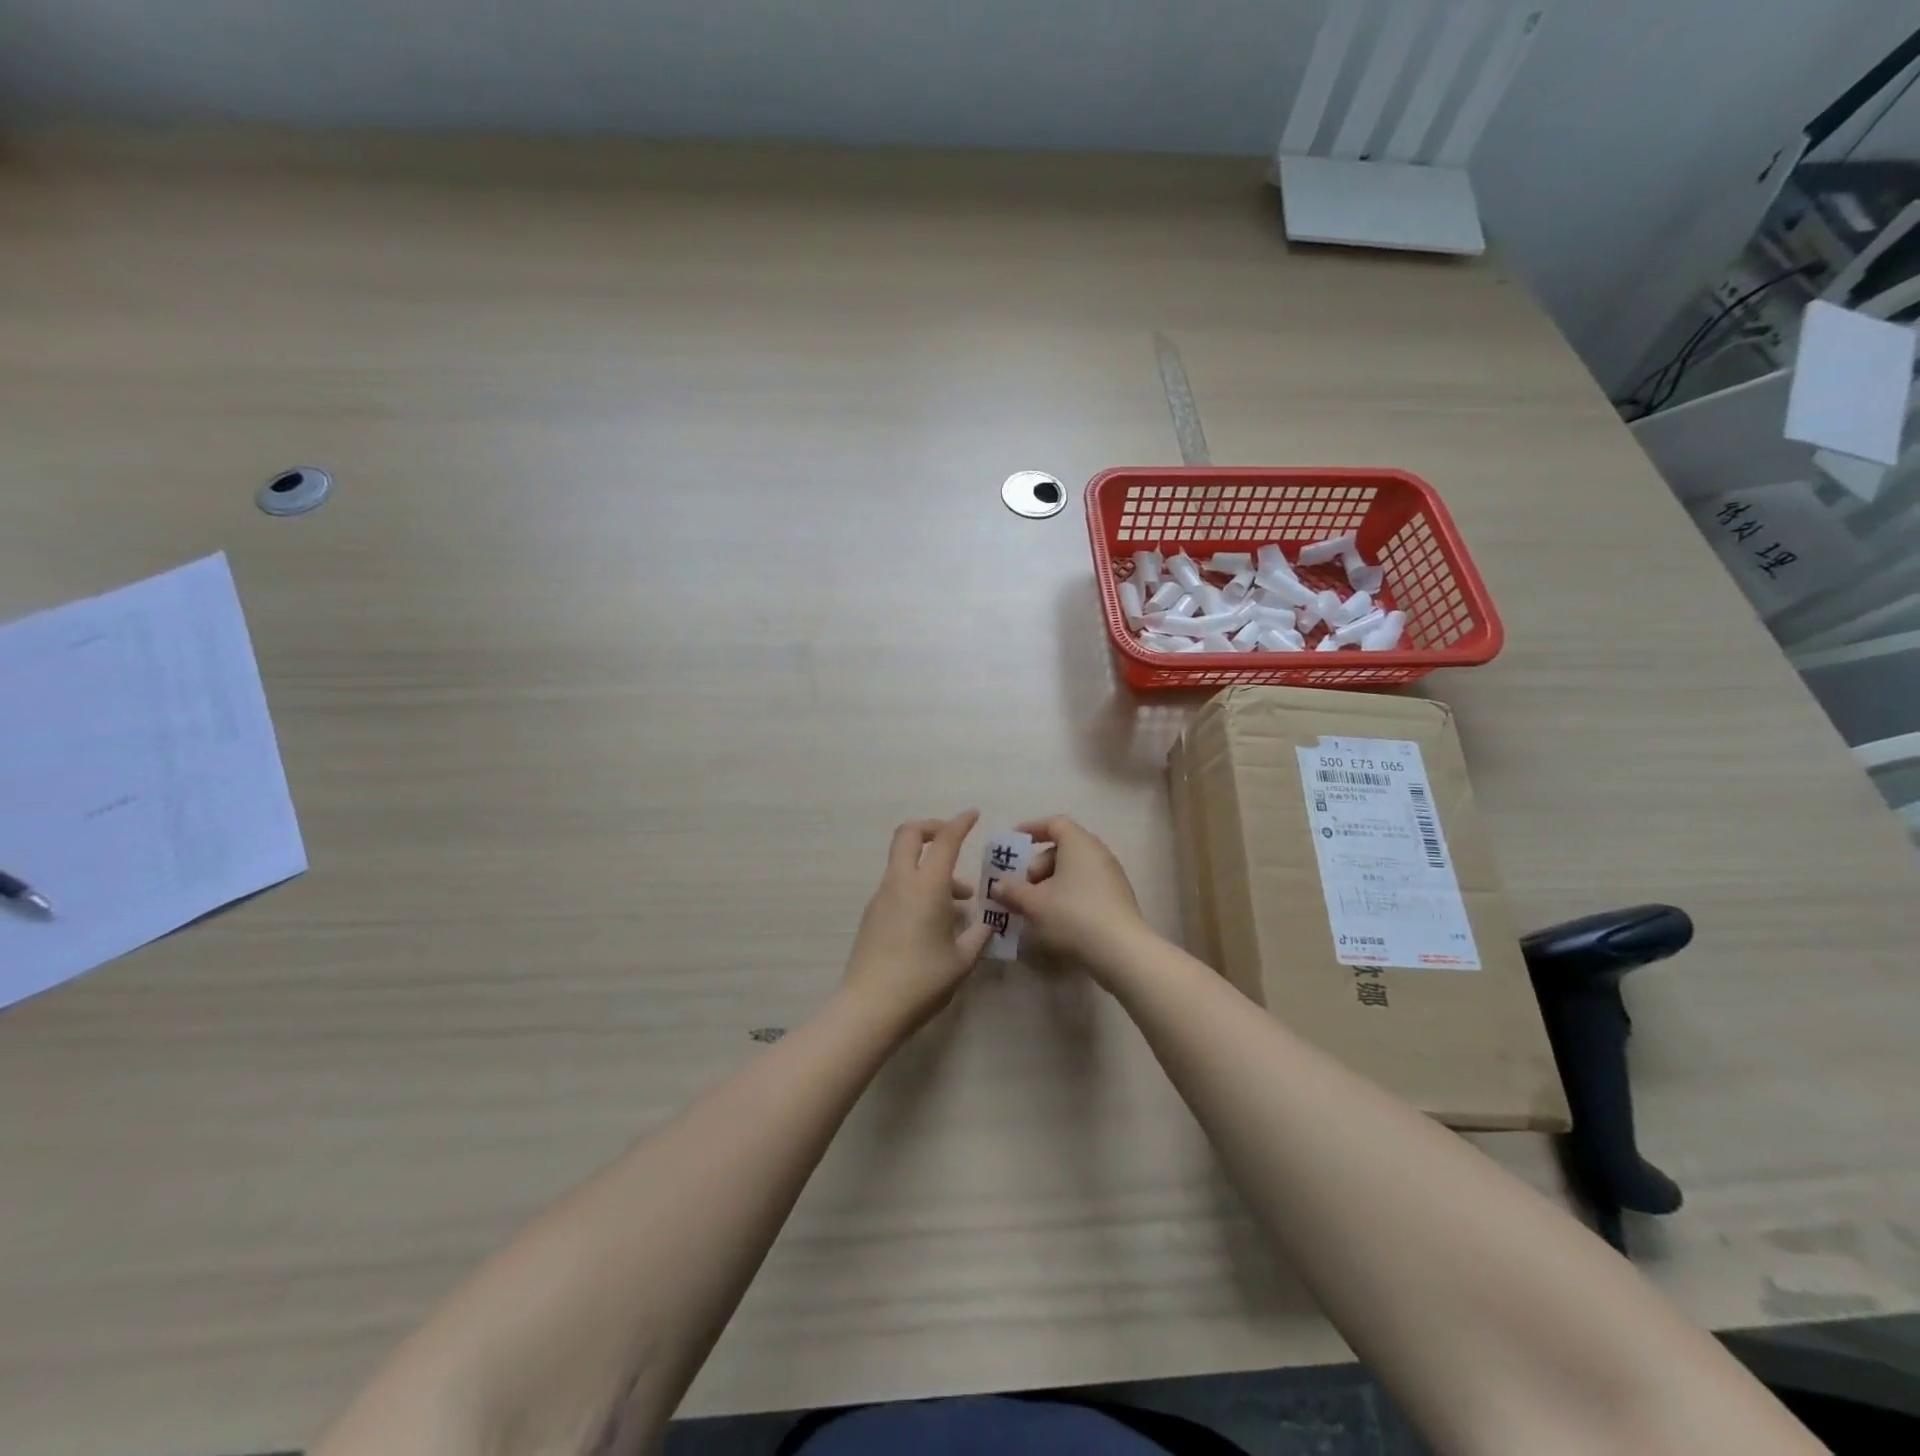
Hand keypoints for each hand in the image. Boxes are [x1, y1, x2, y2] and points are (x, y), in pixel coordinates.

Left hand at [841, 810, 992, 1033]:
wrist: (870, 1008)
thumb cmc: (922, 981)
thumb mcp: (962, 960)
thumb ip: (979, 936)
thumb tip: (989, 923)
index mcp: (927, 886)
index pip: (945, 840)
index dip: (960, 823)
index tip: (973, 815)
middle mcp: (900, 882)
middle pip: (909, 834)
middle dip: (932, 828)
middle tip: (953, 842)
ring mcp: (881, 897)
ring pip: (904, 862)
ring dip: (929, 866)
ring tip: (958, 901)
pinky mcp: (872, 914)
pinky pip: (897, 885)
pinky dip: (917, 886)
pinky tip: (934, 919)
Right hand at [987, 816, 1148, 973]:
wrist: (1121, 950)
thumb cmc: (1072, 915)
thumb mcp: (1034, 903)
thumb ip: (1013, 891)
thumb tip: (998, 886)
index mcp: (1079, 843)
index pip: (1054, 823)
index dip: (1032, 829)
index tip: (1014, 843)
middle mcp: (1098, 852)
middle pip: (1063, 847)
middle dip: (1038, 864)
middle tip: (1023, 886)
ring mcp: (1112, 875)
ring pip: (1075, 869)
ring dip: (1051, 883)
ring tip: (1036, 906)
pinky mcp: (1118, 898)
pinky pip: (1087, 885)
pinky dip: (1068, 894)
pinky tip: (1056, 918)